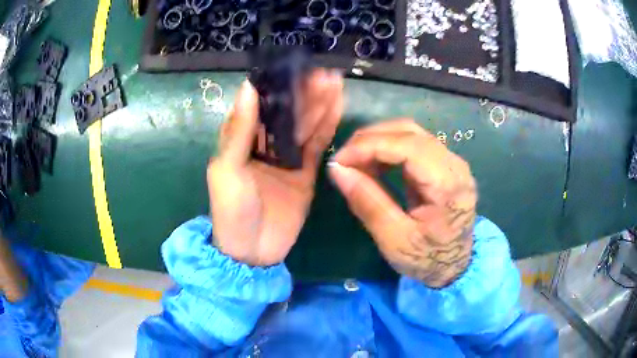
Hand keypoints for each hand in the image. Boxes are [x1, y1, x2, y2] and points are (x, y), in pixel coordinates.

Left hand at [207, 69, 343, 265]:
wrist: (253, 251)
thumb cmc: (232, 210)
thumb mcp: (227, 168)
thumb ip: (239, 130)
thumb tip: (248, 87)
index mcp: (241, 139)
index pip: (260, 104)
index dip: (277, 86)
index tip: (294, 68)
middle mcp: (264, 143)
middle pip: (286, 112)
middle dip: (303, 92)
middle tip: (323, 73)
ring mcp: (286, 157)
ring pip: (304, 125)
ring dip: (318, 104)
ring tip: (334, 81)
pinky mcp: (305, 172)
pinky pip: (316, 145)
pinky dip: (327, 126)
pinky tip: (337, 107)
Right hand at [328, 120, 476, 286]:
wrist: (454, 267)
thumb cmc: (426, 260)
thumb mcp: (394, 240)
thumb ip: (367, 202)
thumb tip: (337, 170)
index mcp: (448, 184)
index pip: (407, 145)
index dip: (369, 146)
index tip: (339, 160)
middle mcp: (455, 164)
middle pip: (409, 131)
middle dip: (370, 139)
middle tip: (343, 160)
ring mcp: (452, 162)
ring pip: (411, 133)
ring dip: (378, 141)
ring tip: (355, 162)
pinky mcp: (444, 165)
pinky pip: (414, 144)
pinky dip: (389, 148)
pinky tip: (373, 164)